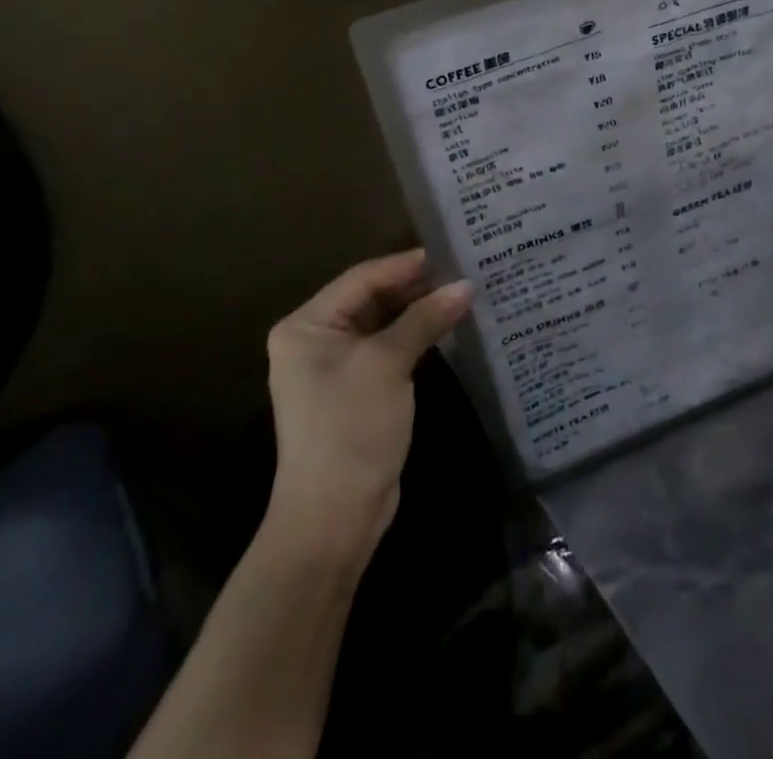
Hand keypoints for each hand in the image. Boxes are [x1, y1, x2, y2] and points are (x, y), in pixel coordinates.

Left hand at [265, 249, 471, 553]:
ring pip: (381, 323)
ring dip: (417, 311)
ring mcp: (333, 367)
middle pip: (370, 298)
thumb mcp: (388, 364)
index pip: (361, 278)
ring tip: (460, 293)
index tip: (448, 252)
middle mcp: (314, 340)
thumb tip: (466, 285)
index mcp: (306, 325)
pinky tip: (445, 326)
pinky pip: (385, 348)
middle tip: (460, 270)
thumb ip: (425, 319)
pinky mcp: (354, 390)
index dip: (405, 265)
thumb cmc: (351, 428)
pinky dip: (413, 336)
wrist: (332, 519)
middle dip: (414, 287)